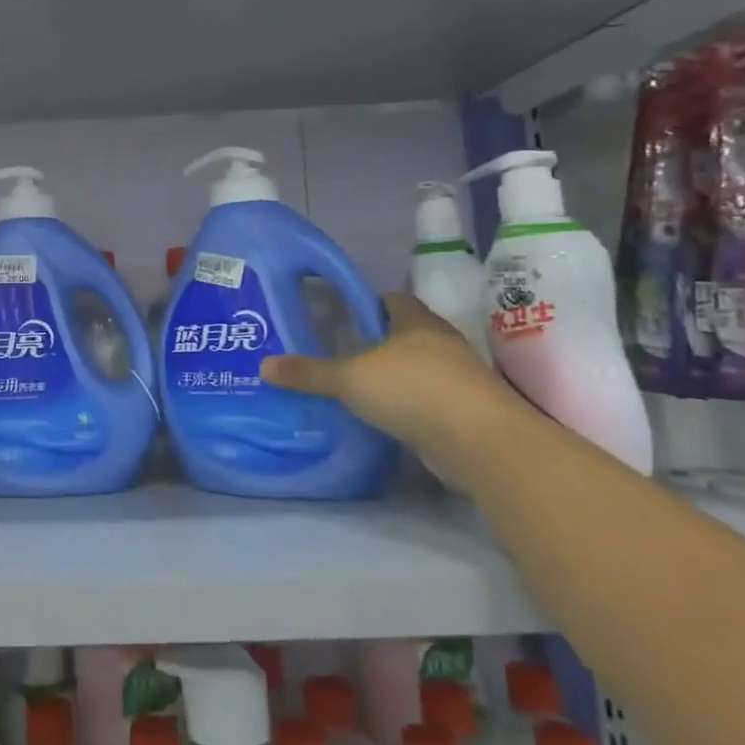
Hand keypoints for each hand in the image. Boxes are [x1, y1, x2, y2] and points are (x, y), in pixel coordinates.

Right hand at [262, 294, 511, 478]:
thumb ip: (309, 372)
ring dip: (392, 378)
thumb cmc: (413, 390)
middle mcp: (440, 344)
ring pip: (416, 370)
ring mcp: (457, 380)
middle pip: (404, 335)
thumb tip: (264, 366)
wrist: (479, 443)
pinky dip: (406, 407)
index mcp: (416, 322)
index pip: (391, 300)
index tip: (339, 316)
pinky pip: (425, 402)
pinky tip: (380, 417)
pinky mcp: (463, 414)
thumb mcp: (349, 378)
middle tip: (336, 353)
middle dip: (375, 343)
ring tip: (353, 387)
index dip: (366, 304)